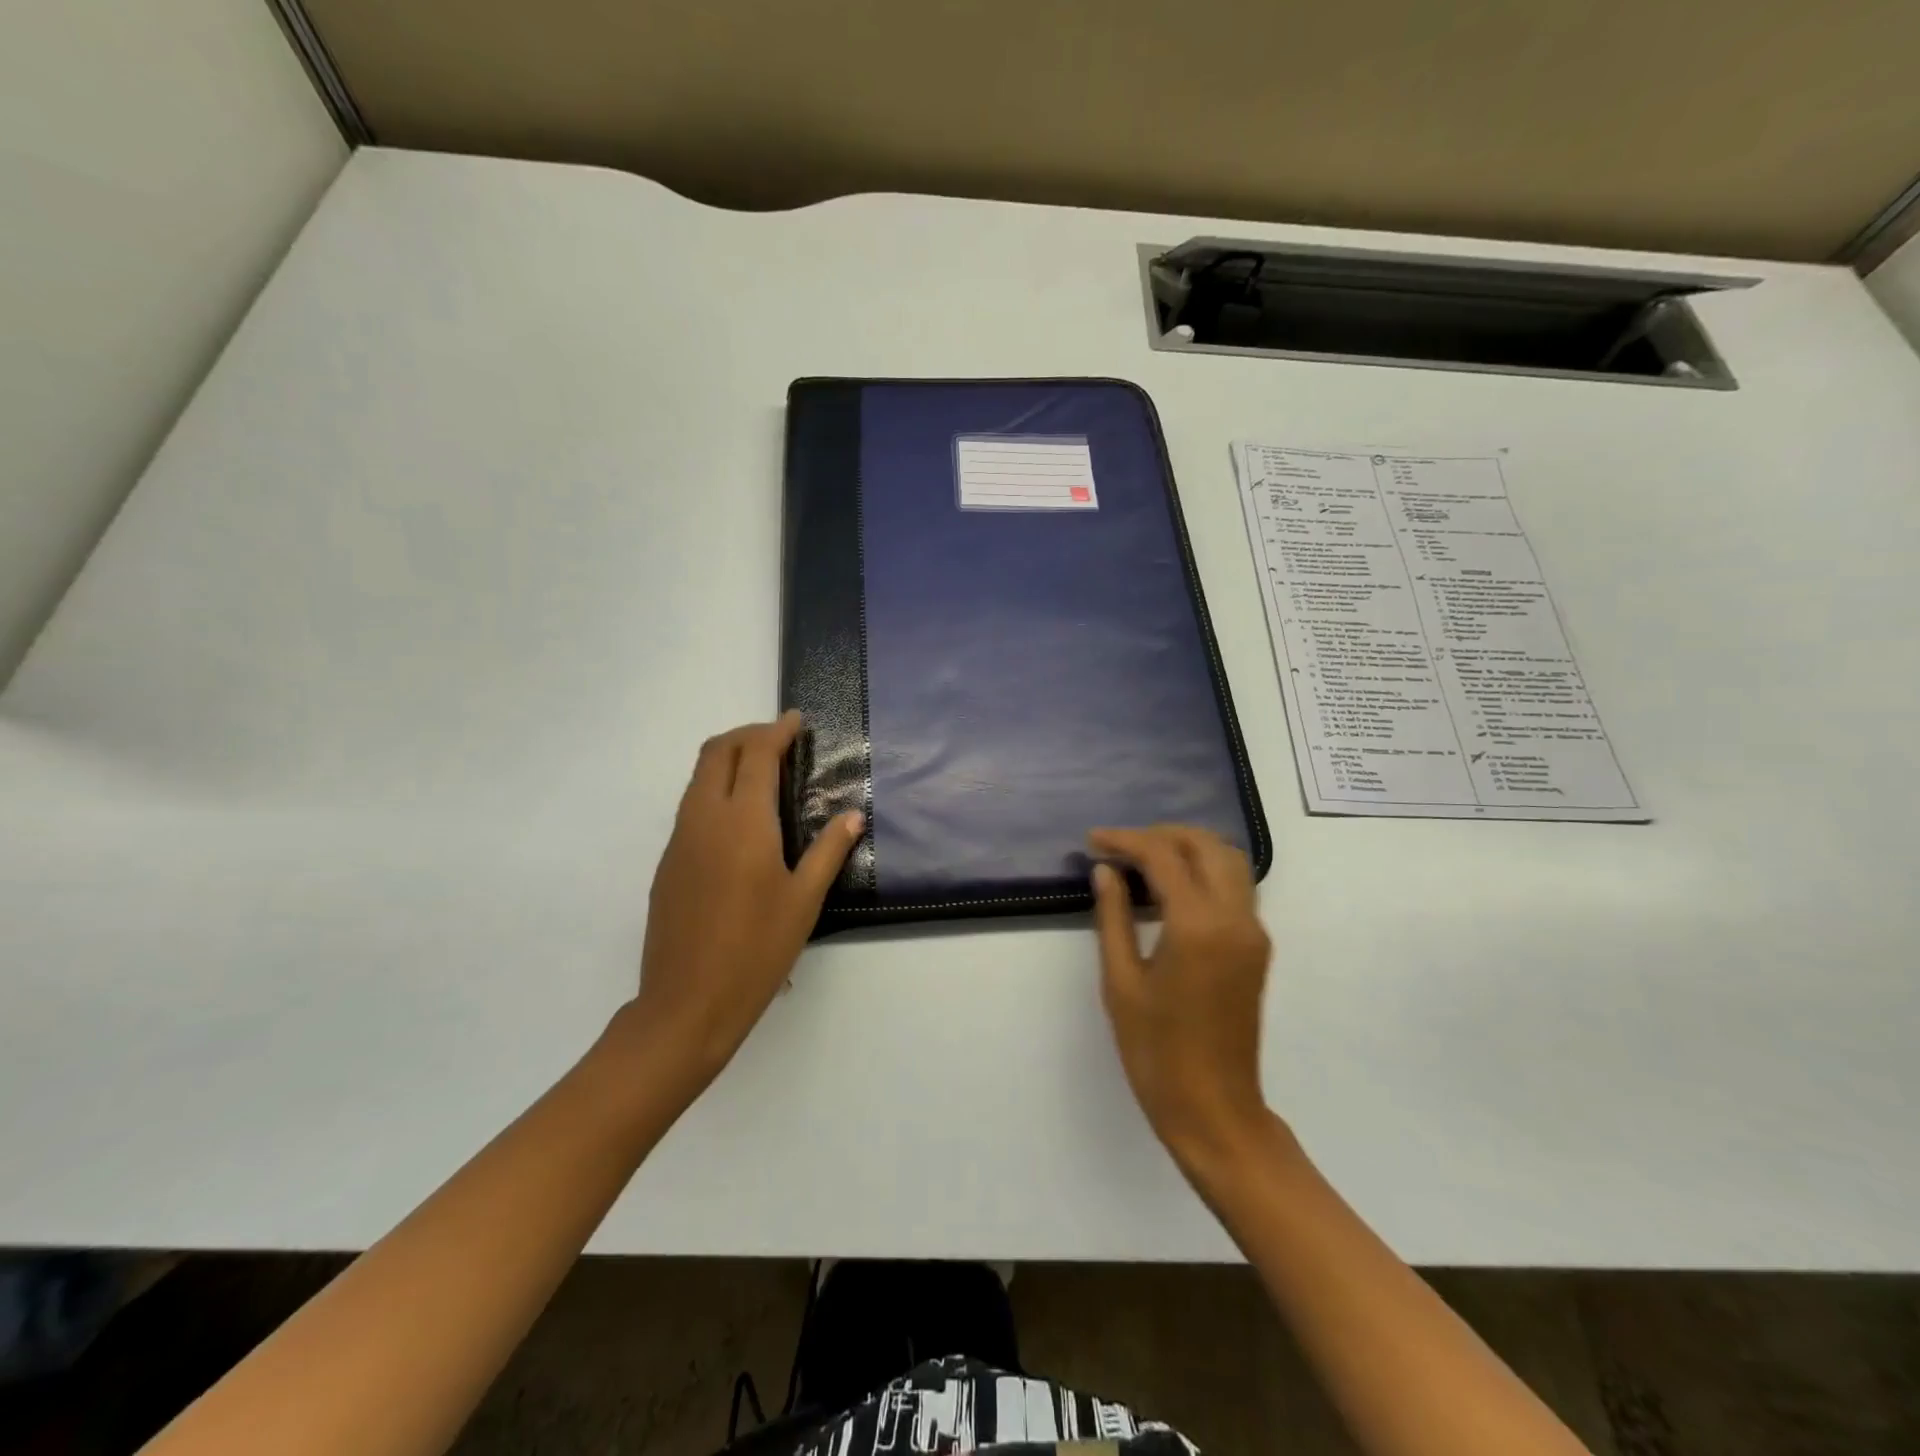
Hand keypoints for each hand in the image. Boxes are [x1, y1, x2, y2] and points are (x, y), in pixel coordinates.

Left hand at [629, 712, 861, 1096]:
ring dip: (728, 759)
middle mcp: (704, 818)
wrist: (686, 1004)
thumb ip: (830, 850)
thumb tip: (853, 815)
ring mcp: (680, 840)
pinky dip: (715, 789)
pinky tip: (741, 820)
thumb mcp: (804, 900)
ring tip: (763, 773)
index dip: (776, 730)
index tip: (796, 721)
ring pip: (698, 777)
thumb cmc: (756, 951)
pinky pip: (691, 806)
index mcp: (742, 821)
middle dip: (747, 734)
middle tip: (779, 740)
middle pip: (716, 751)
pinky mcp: (669, 862)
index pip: (756, 754)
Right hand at [1088, 825, 1272, 1170]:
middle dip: (1161, 834)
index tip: (1093, 840)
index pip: (1163, 856)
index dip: (1125, 840)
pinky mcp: (1256, 947)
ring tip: (1143, 860)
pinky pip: (1235, 887)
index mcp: (1197, 926)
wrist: (1214, 1108)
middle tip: (1119, 846)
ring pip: (1229, 861)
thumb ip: (1114, 917)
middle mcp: (1234, 918)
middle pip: (1206, 845)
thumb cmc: (1156, 1050)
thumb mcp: (1121, 981)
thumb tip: (1106, 871)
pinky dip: (1204, 871)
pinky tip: (1169, 888)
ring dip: (1188, 848)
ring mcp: (1253, 932)